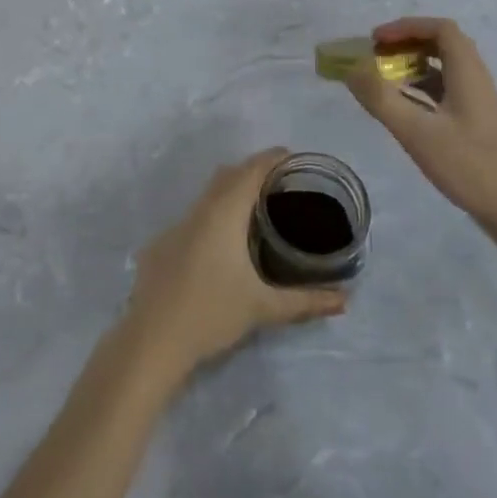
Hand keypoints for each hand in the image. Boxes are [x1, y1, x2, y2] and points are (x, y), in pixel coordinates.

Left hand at [125, 149, 347, 382]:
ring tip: (255, 210)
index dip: (271, 159)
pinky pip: (192, 218)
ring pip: (207, 196)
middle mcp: (198, 210)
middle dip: (252, 171)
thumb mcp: (263, 308)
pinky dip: (211, 217)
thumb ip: (305, 301)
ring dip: (230, 193)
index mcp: (223, 214)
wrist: (152, 340)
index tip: (292, 158)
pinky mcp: (161, 244)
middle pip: (227, 176)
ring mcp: (175, 226)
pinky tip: (221, 245)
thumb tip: (344, 300)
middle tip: (279, 184)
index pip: (250, 171)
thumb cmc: (212, 314)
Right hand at [345, 18, 496, 246]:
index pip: (440, 29)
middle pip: (442, 44)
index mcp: (467, 73)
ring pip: (443, 69)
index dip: (406, 27)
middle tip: (375, 57)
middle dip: (406, 44)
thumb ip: (381, 98)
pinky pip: (444, 92)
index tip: (375, 40)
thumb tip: (352, 68)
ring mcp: (477, 104)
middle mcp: (475, 80)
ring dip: (412, 66)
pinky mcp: (476, 125)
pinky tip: (402, 109)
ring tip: (381, 80)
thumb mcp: (417, 132)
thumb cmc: (470, 166)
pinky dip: (420, 90)